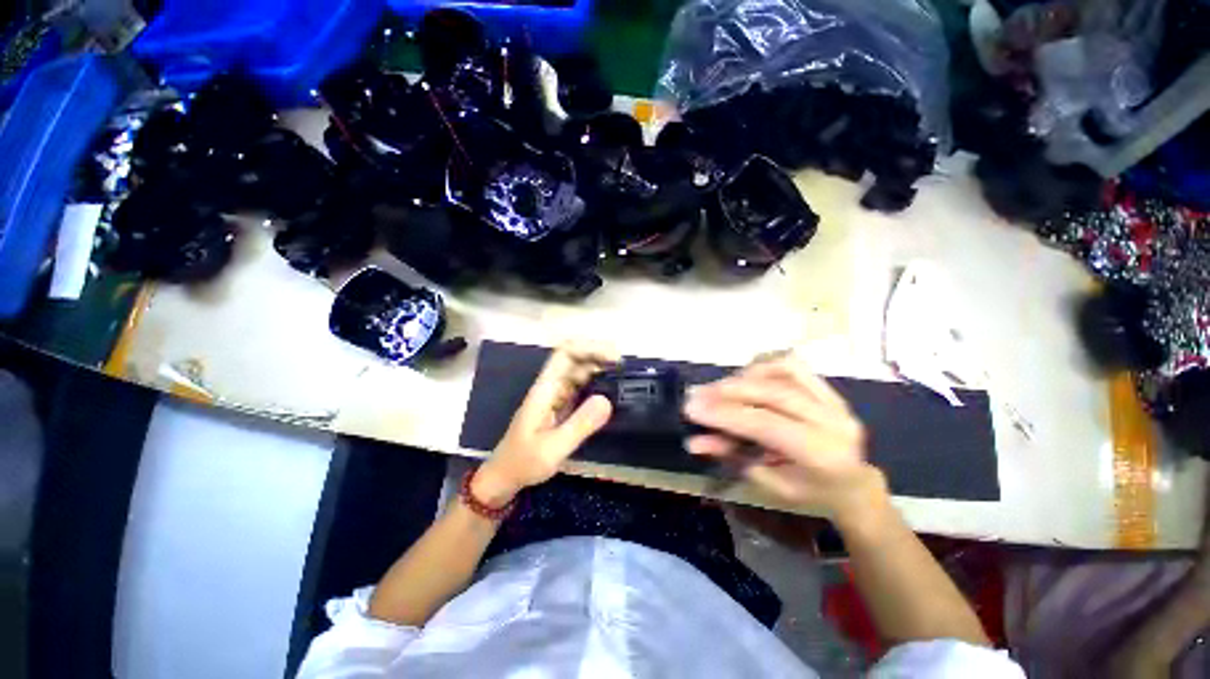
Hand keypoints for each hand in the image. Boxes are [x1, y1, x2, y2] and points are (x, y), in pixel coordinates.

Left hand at [475, 340, 618, 505]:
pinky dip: (597, 383)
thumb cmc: (524, 462)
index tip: (614, 358)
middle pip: (575, 358)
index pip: (565, 354)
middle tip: (624, 366)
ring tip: (623, 375)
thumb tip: (607, 400)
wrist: (505, 476)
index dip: (589, 348)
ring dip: (600, 368)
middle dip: (598, 354)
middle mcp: (551, 386)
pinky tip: (611, 390)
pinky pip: (582, 387)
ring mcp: (556, 395)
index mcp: (545, 389)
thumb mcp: (552, 449)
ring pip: (580, 371)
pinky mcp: (562, 405)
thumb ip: (579, 425)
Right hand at [682, 354, 882, 522]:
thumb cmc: (810, 492)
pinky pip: (790, 366)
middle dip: (728, 391)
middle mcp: (833, 421)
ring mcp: (834, 400)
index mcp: (822, 454)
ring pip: (782, 371)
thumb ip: (732, 456)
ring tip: (719, 388)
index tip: (692, 408)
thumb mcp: (769, 483)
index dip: (726, 414)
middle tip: (697, 394)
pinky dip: (762, 368)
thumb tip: (694, 441)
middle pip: (772, 393)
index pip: (766, 424)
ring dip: (744, 377)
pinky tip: (743, 379)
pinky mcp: (828, 388)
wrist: (853, 484)